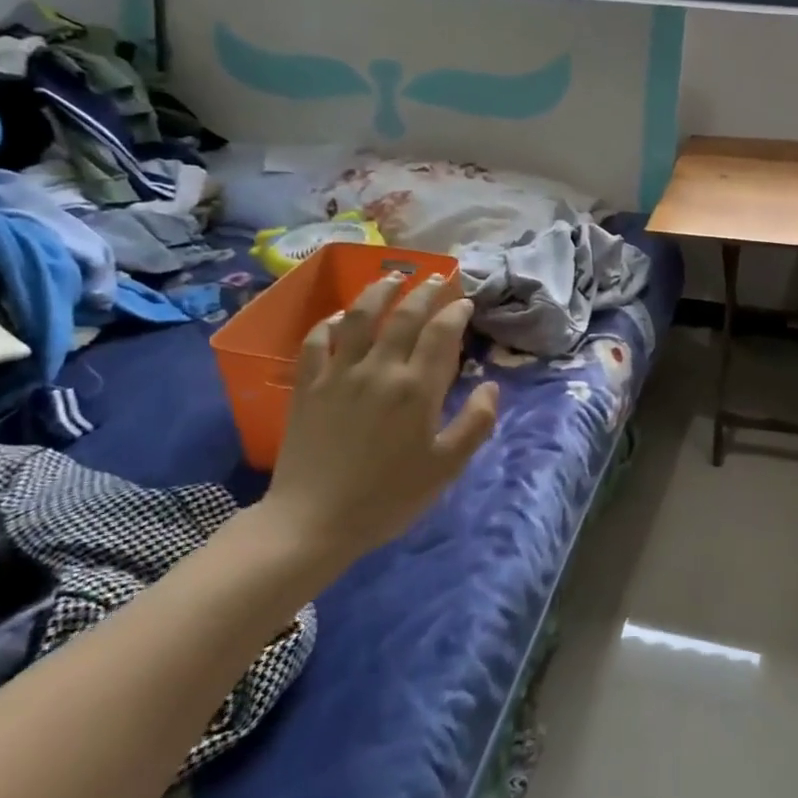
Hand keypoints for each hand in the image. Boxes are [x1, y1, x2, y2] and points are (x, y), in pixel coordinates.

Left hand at [243, 273, 498, 582]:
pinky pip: (316, 341)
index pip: (441, 333)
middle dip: (424, 290)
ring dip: (378, 291)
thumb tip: (490, 387)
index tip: (464, 302)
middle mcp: (380, 369)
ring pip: (360, 316)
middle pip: (404, 315)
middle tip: (436, 277)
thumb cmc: (388, 497)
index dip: (455, 312)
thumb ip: (475, 424)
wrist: (314, 520)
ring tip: (392, 277)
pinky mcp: (307, 386)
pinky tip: (340, 317)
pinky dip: (330, 322)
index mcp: (418, 389)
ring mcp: (339, 374)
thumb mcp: (446, 468)